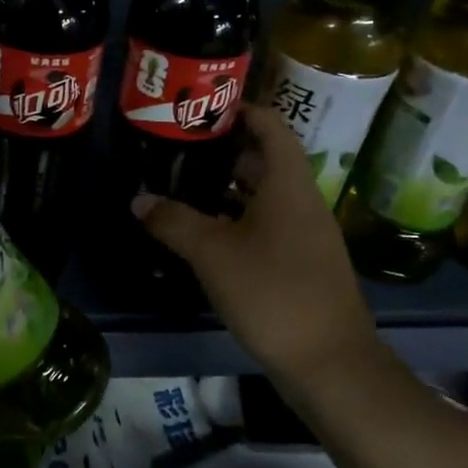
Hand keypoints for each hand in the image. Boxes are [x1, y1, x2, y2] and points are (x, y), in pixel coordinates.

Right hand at [134, 105, 387, 385]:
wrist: (329, 361)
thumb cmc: (272, 292)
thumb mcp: (213, 253)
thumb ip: (174, 221)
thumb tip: (139, 199)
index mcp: (288, 184)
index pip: (270, 126)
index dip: (241, 109)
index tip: (203, 106)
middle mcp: (302, 201)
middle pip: (265, 159)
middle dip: (225, 149)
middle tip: (180, 147)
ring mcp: (306, 234)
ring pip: (265, 194)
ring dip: (229, 186)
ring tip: (184, 184)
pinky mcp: (302, 262)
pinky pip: (268, 223)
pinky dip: (238, 217)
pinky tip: (207, 233)